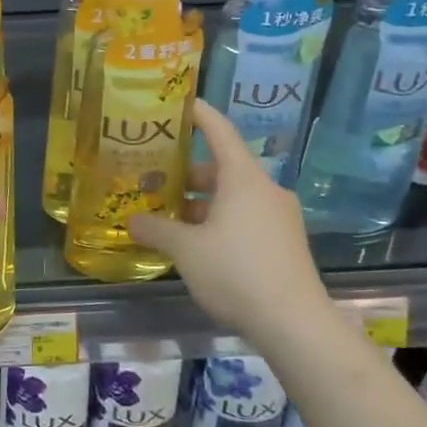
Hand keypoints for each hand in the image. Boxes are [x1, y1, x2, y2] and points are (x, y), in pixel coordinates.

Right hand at [130, 101, 336, 346]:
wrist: (294, 323)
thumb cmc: (236, 271)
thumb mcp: (186, 250)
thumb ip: (157, 230)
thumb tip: (132, 220)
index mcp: (243, 179)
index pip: (220, 132)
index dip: (199, 114)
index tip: (180, 103)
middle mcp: (265, 190)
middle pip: (223, 168)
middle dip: (188, 173)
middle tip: (155, 177)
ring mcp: (279, 217)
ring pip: (234, 197)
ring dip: (202, 203)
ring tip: (169, 216)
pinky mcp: (284, 243)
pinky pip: (245, 219)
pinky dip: (220, 221)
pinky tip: (197, 244)